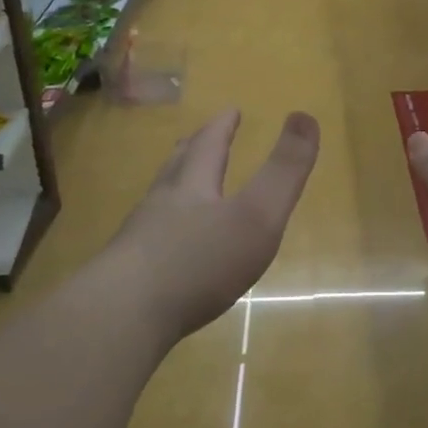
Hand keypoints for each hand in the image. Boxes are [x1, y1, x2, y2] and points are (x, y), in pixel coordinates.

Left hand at [106, 108, 319, 346]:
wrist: (122, 317)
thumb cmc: (198, 262)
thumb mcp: (257, 215)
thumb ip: (284, 171)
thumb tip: (305, 116)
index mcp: (193, 186)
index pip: (208, 145)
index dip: (222, 126)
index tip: (230, 111)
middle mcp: (161, 204)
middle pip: (176, 168)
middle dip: (193, 151)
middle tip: (197, 139)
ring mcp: (138, 240)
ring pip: (157, 203)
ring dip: (173, 189)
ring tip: (179, 187)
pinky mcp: (126, 275)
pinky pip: (147, 242)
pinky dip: (162, 233)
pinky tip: (167, 251)